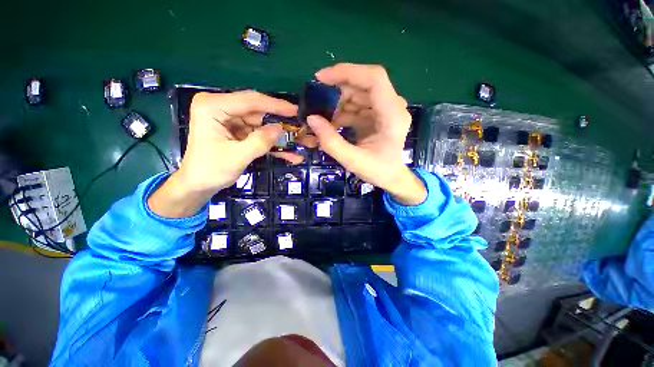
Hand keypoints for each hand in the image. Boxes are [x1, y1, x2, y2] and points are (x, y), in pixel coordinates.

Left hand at [149, 91, 299, 217]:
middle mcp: (220, 107)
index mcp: (213, 107)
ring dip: (277, 135)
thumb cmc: (211, 171)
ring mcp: (229, 118)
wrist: (198, 184)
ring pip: (261, 123)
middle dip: (278, 122)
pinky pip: (258, 133)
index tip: (295, 110)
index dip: (275, 105)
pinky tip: (286, 152)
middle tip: (299, 128)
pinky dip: (271, 142)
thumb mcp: (237, 157)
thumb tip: (281, 129)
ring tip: (296, 144)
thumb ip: (260, 142)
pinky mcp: (236, 129)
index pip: (250, 101)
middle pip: (257, 110)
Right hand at [307, 63, 426, 205]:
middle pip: (363, 85)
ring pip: (358, 94)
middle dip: (337, 92)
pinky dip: (343, 112)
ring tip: (324, 120)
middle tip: (317, 105)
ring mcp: (385, 109)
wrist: (392, 177)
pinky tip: (333, 124)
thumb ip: (331, 142)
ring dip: (338, 104)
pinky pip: (358, 105)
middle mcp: (392, 106)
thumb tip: (312, 119)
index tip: (321, 78)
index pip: (374, 79)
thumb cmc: (378, 171)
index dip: (347, 72)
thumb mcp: (353, 161)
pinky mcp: (378, 114)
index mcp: (392, 115)